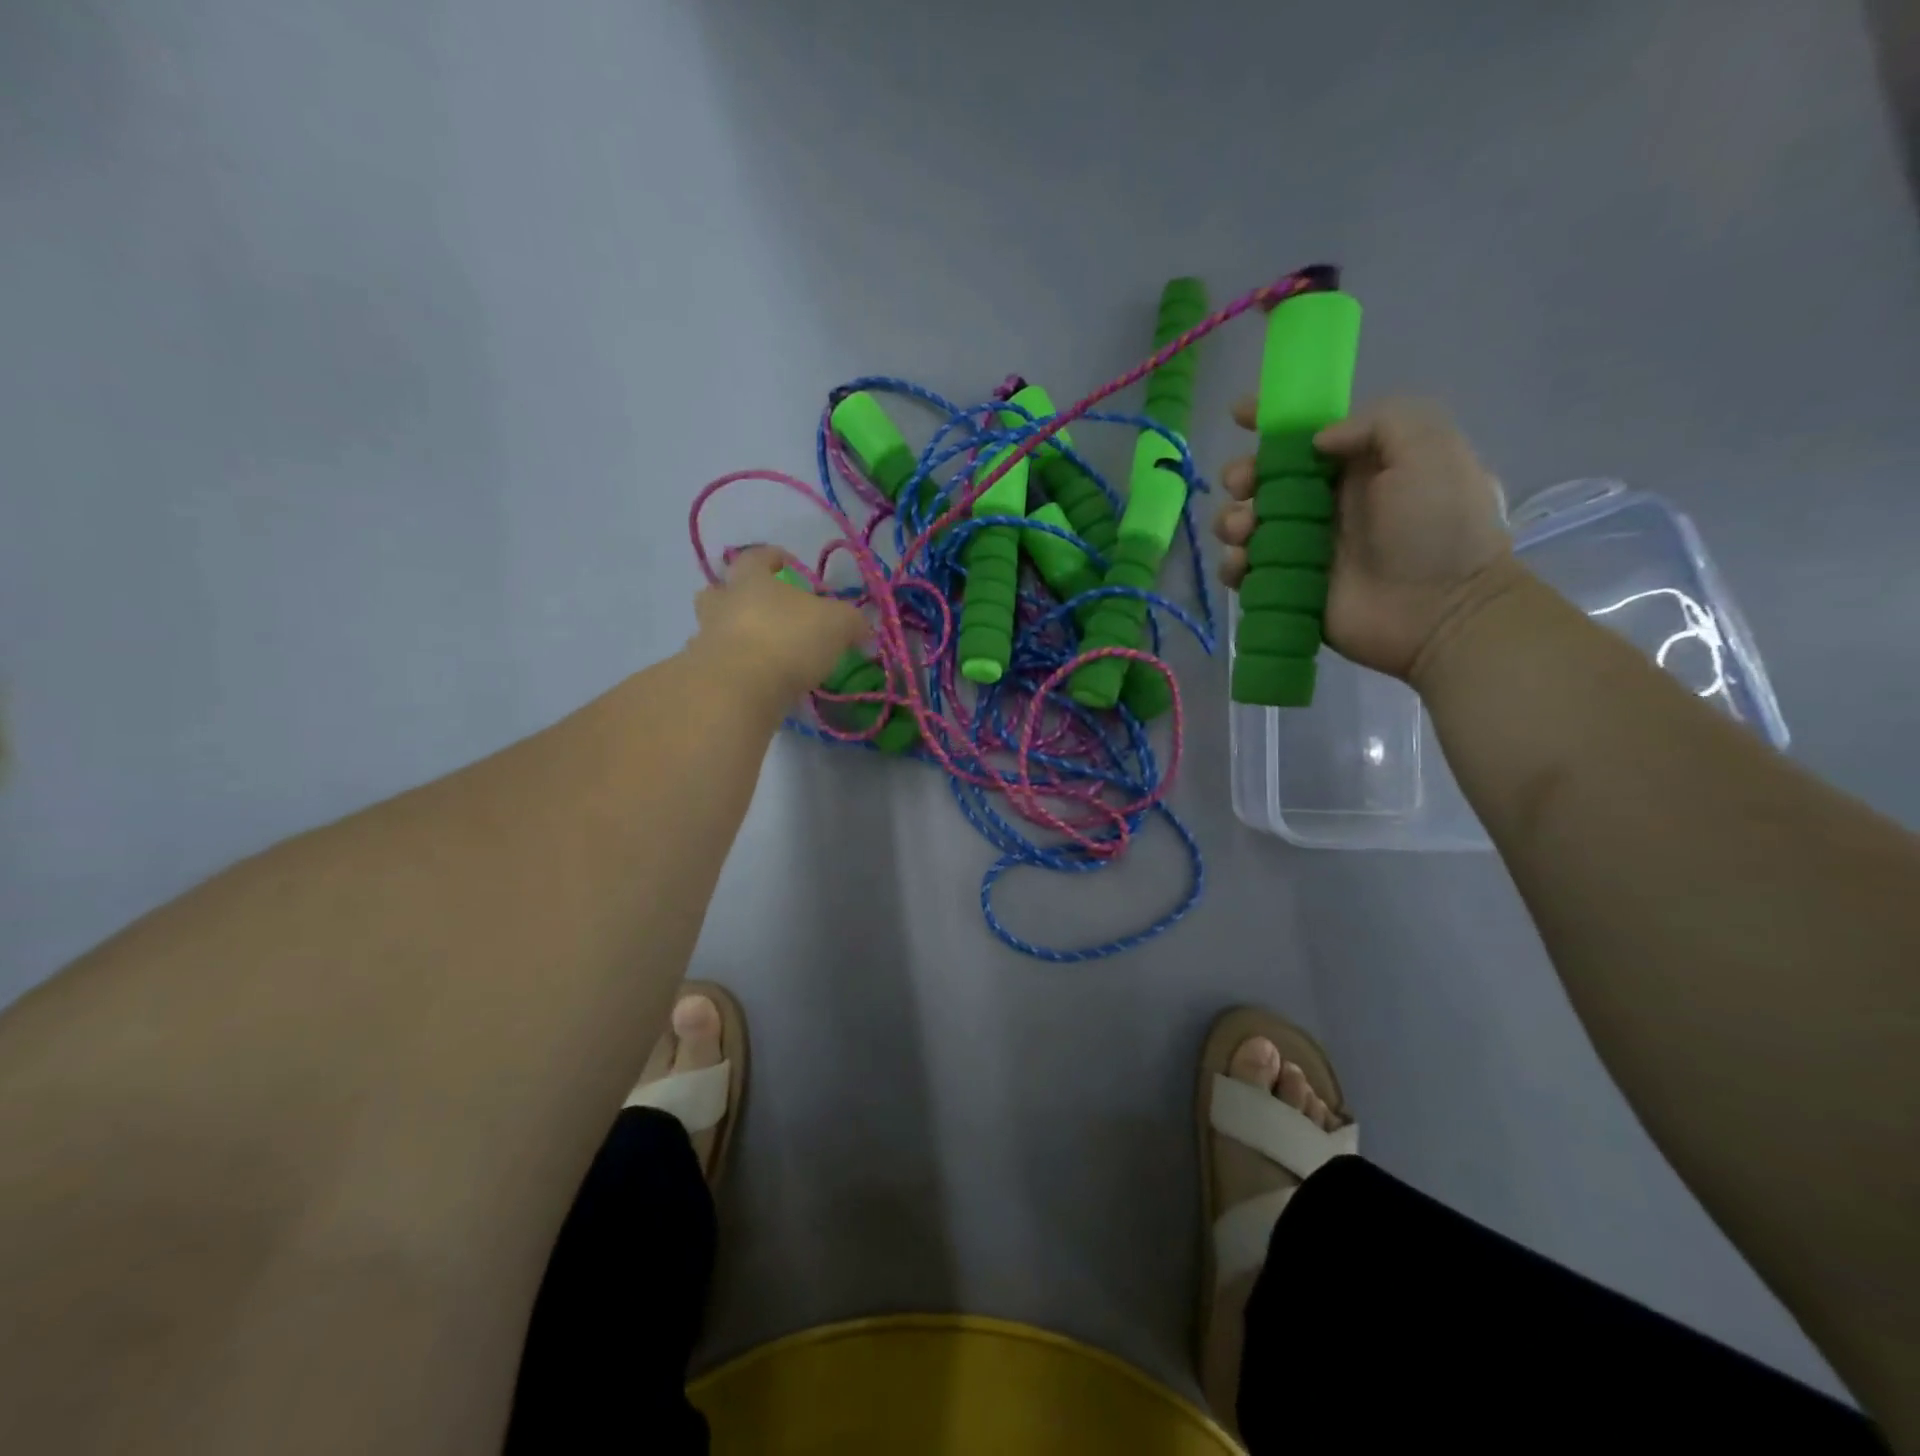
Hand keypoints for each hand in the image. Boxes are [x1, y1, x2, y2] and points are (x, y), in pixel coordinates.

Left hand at [690, 548, 867, 706]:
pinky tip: (758, 682)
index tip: (787, 562)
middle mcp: (722, 603)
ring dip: (736, 635)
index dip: (773, 557)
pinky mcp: (704, 675)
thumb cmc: (788, 639)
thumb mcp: (837, 623)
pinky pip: (721, 665)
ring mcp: (706, 638)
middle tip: (763, 609)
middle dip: (738, 596)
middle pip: (720, 590)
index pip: (757, 556)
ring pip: (716, 628)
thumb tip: (862, 629)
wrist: (739, 688)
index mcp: (750, 579)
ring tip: (764, 652)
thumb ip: (852, 622)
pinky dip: (737, 670)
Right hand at [1213, 396, 1514, 680]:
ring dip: (1232, 521)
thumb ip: (1377, 422)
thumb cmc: (1439, 526)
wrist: (1441, 611)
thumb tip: (1316, 441)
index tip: (1239, 413)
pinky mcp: (1287, 587)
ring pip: (1246, 524)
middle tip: (1244, 487)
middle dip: (1242, 476)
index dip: (1270, 419)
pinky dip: (1232, 565)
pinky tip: (1242, 566)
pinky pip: (1245, 572)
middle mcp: (1324, 503)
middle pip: (1263, 480)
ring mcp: (1303, 548)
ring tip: (1245, 532)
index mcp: (1356, 465)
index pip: (1304, 433)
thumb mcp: (1429, 449)